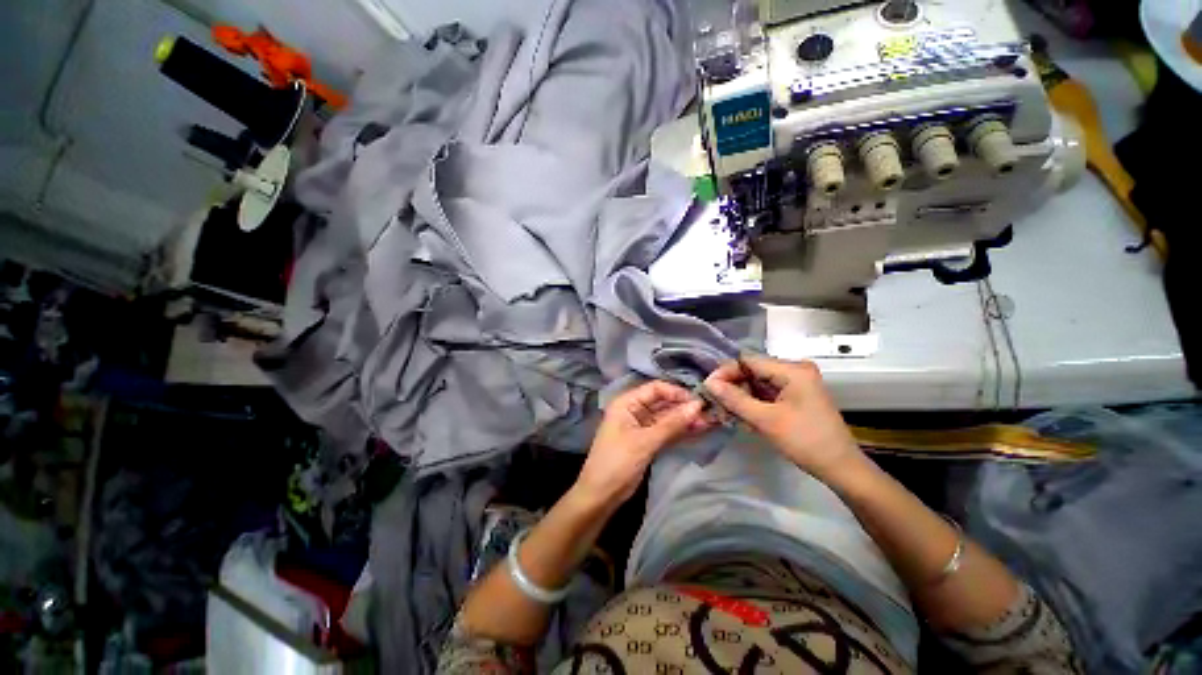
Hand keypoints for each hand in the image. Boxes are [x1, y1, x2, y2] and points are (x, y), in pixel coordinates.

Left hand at [575, 381, 709, 505]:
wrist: (600, 495)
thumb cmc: (617, 462)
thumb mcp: (645, 441)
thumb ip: (672, 423)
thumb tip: (697, 406)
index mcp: (627, 403)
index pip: (655, 389)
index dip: (677, 393)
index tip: (699, 400)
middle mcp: (634, 410)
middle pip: (662, 402)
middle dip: (684, 407)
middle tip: (710, 412)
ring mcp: (641, 426)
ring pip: (666, 417)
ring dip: (685, 419)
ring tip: (709, 421)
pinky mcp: (647, 441)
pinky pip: (666, 431)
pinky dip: (680, 430)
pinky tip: (698, 429)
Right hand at [704, 354, 862, 479]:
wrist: (841, 468)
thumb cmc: (805, 441)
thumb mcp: (766, 420)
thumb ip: (735, 399)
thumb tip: (709, 383)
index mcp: (792, 370)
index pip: (748, 361)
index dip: (726, 372)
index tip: (708, 387)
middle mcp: (795, 370)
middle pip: (753, 371)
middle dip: (733, 386)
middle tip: (716, 403)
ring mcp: (797, 382)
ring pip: (757, 382)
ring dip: (741, 396)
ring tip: (727, 413)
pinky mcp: (796, 395)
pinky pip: (767, 392)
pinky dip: (753, 403)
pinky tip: (743, 416)